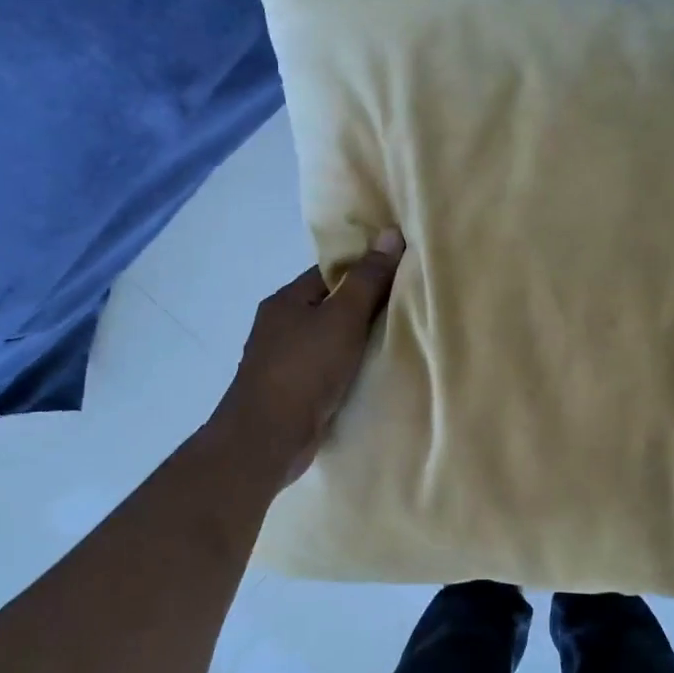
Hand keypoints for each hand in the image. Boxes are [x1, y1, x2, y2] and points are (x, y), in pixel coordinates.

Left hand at [211, 231, 404, 486]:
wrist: (267, 438)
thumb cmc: (305, 369)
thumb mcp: (343, 318)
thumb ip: (368, 279)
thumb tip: (391, 234)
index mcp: (286, 300)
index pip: (330, 273)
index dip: (364, 271)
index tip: (399, 276)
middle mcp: (279, 325)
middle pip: (329, 306)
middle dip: (363, 308)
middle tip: (405, 309)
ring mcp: (281, 359)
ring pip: (327, 339)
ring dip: (355, 342)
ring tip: (395, 341)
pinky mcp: (289, 390)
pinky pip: (324, 368)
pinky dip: (345, 368)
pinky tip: (369, 374)